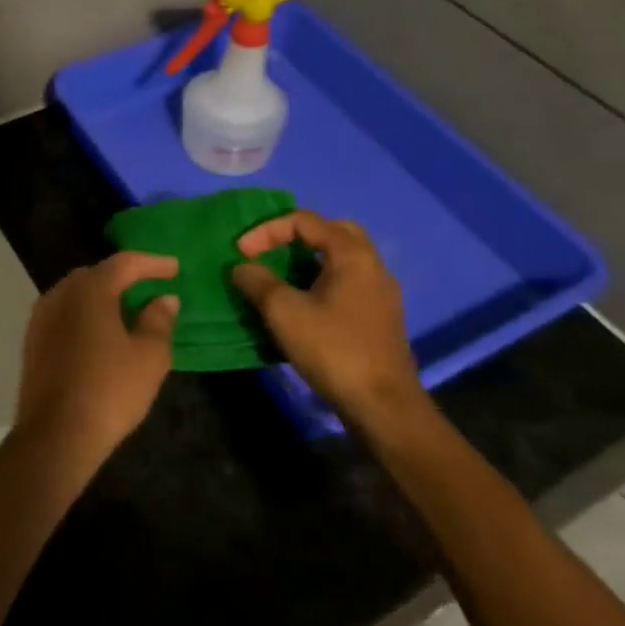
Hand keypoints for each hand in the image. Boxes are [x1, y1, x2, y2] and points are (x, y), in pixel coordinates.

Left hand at [16, 252, 179, 461]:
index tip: (175, 268)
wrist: (55, 435)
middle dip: (125, 277)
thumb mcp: (149, 357)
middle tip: (150, 287)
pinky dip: (85, 315)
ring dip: (102, 297)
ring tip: (127, 311)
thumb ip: (159, 320)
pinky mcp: (32, 341)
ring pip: (77, 294)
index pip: (125, 263)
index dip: (153, 263)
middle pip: (96, 275)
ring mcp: (41, 317)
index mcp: (90, 290)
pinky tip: (100, 334)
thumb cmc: (109, 391)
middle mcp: (60, 294)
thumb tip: (164, 299)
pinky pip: (64, 314)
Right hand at [230, 210, 427, 431]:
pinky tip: (303, 305)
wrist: (383, 405)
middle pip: (332, 232)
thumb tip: (242, 266)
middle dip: (295, 236)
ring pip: (342, 260)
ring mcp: (380, 293)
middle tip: (269, 252)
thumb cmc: (333, 349)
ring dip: (309, 261)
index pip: (305, 221)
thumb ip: (258, 281)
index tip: (241, 253)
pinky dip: (321, 282)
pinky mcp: (379, 318)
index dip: (267, 230)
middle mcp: (372, 265)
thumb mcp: (284, 311)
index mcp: (352, 254)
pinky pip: (347, 283)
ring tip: (279, 277)